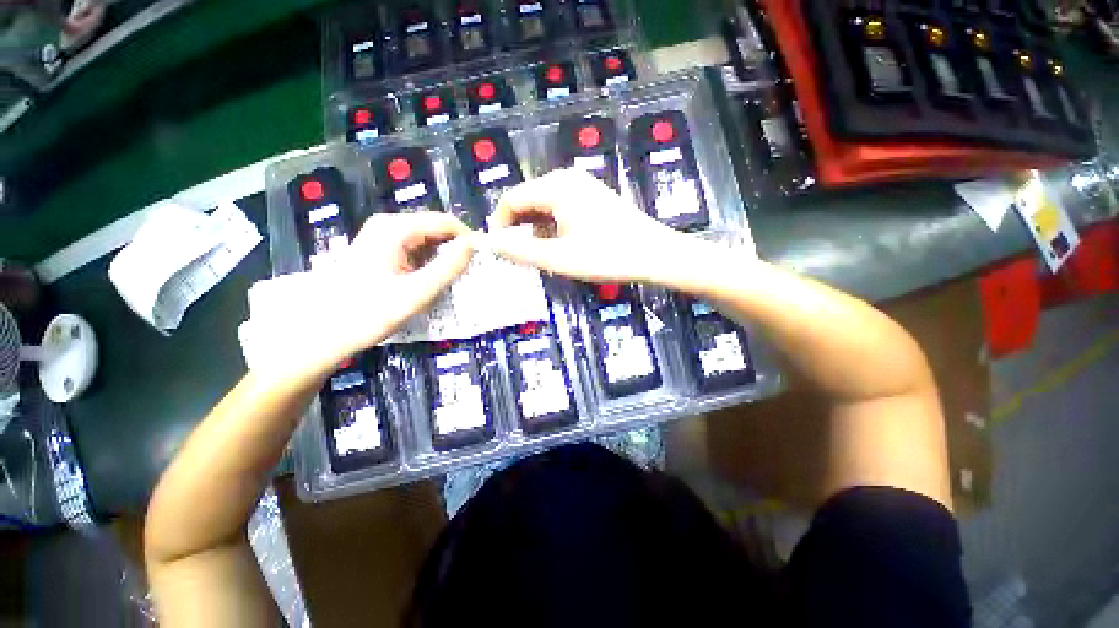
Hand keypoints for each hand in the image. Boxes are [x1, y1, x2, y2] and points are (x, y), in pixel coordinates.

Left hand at [240, 212, 474, 382]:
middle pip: (435, 228)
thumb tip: (473, 246)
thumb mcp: (416, 292)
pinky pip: (415, 249)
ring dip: (445, 256)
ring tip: (458, 278)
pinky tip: (435, 279)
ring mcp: (382, 237)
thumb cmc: (369, 312)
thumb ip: (448, 267)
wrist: (323, 333)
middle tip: (473, 271)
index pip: (445, 222)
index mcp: (396, 229)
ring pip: (427, 239)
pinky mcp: (380, 250)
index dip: (469, 238)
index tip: (485, 258)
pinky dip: (430, 261)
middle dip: (457, 247)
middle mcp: (389, 225)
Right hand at [485, 168, 696, 284]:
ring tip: (546, 257)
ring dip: (537, 231)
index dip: (500, 227)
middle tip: (524, 260)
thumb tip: (489, 244)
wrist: (654, 254)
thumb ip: (520, 251)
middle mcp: (566, 179)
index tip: (502, 254)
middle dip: (520, 230)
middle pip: (527, 202)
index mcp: (555, 187)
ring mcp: (581, 187)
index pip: (510, 200)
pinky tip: (563, 247)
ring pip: (543, 207)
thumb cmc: (607, 256)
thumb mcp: (559, 258)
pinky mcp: (592, 198)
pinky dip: (554, 228)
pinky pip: (560, 209)